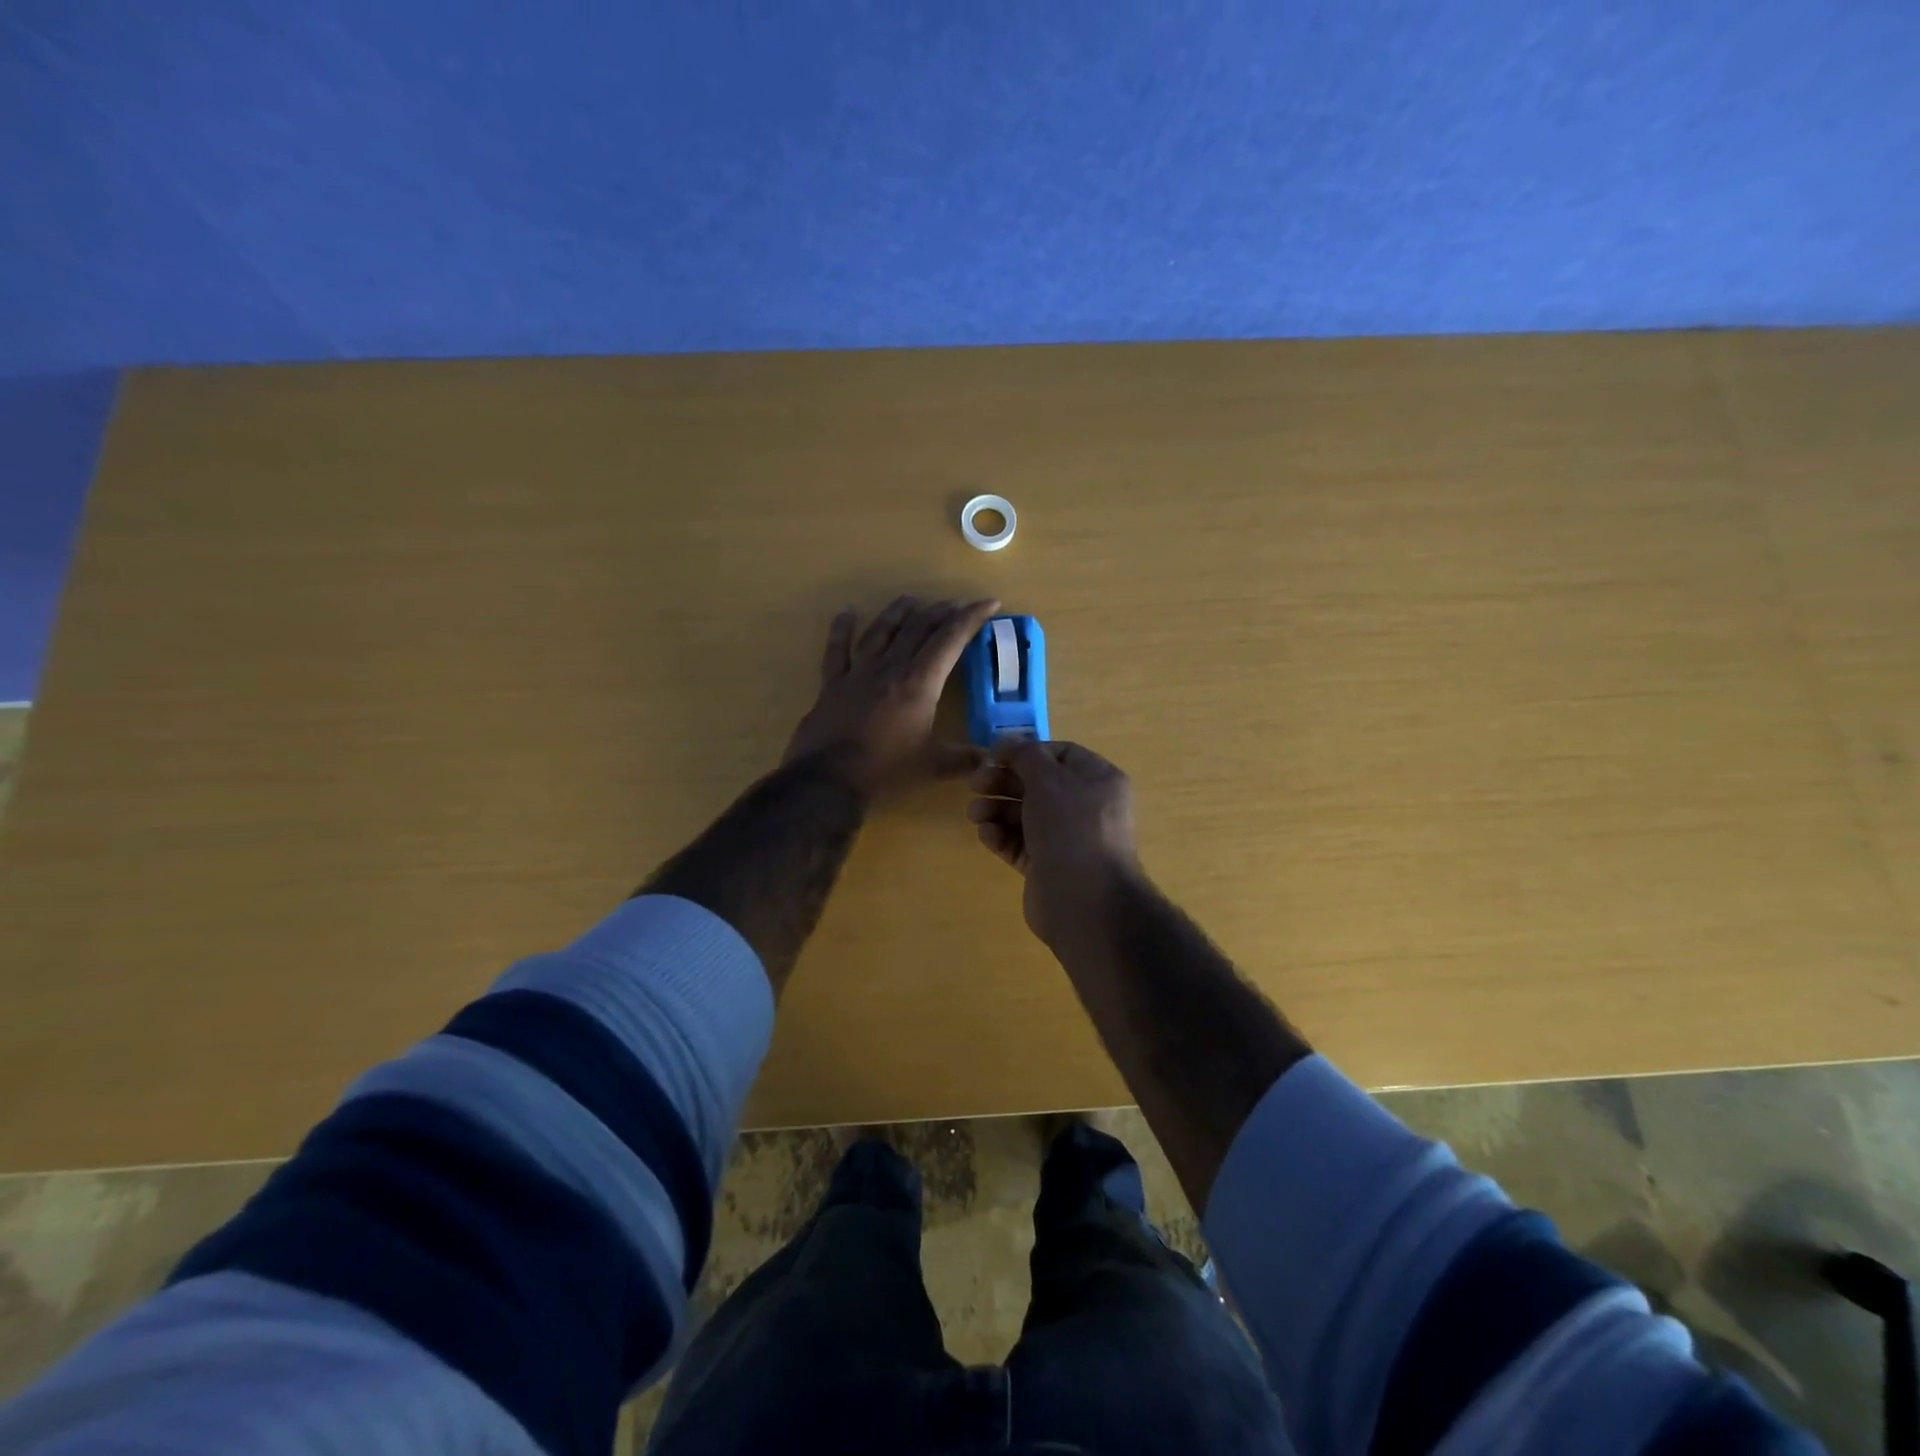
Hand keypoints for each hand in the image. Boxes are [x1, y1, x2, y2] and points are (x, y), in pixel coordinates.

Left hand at [785, 596, 998, 796]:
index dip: (971, 618)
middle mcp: (890, 668)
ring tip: (912, 599)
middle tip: (956, 604)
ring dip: (899, 612)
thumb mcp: (933, 768)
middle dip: (941, 612)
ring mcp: (857, 674)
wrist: (827, 782)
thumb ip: (965, 759)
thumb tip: (993, 758)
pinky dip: (841, 629)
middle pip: (918, 628)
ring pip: (881, 631)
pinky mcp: (831, 686)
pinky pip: (836, 650)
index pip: (950, 639)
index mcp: (919, 683)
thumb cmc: (885, 772)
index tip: (990, 603)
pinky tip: (846, 613)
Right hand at [968, 739, 1139, 945]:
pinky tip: (986, 834)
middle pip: (1038, 785)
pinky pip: (1021, 844)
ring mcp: (1067, 839)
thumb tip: (1008, 740)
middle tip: (975, 785)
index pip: (1058, 754)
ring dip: (997, 810)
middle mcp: (1085, 807)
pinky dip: (1002, 836)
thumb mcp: (1048, 779)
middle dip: (1004, 782)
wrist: (1085, 901)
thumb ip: (1025, 754)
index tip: (993, 756)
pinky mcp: (1048, 867)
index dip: (1025, 752)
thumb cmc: (1070, 828)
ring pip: (1025, 815)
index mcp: (1098, 780)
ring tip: (975, 814)